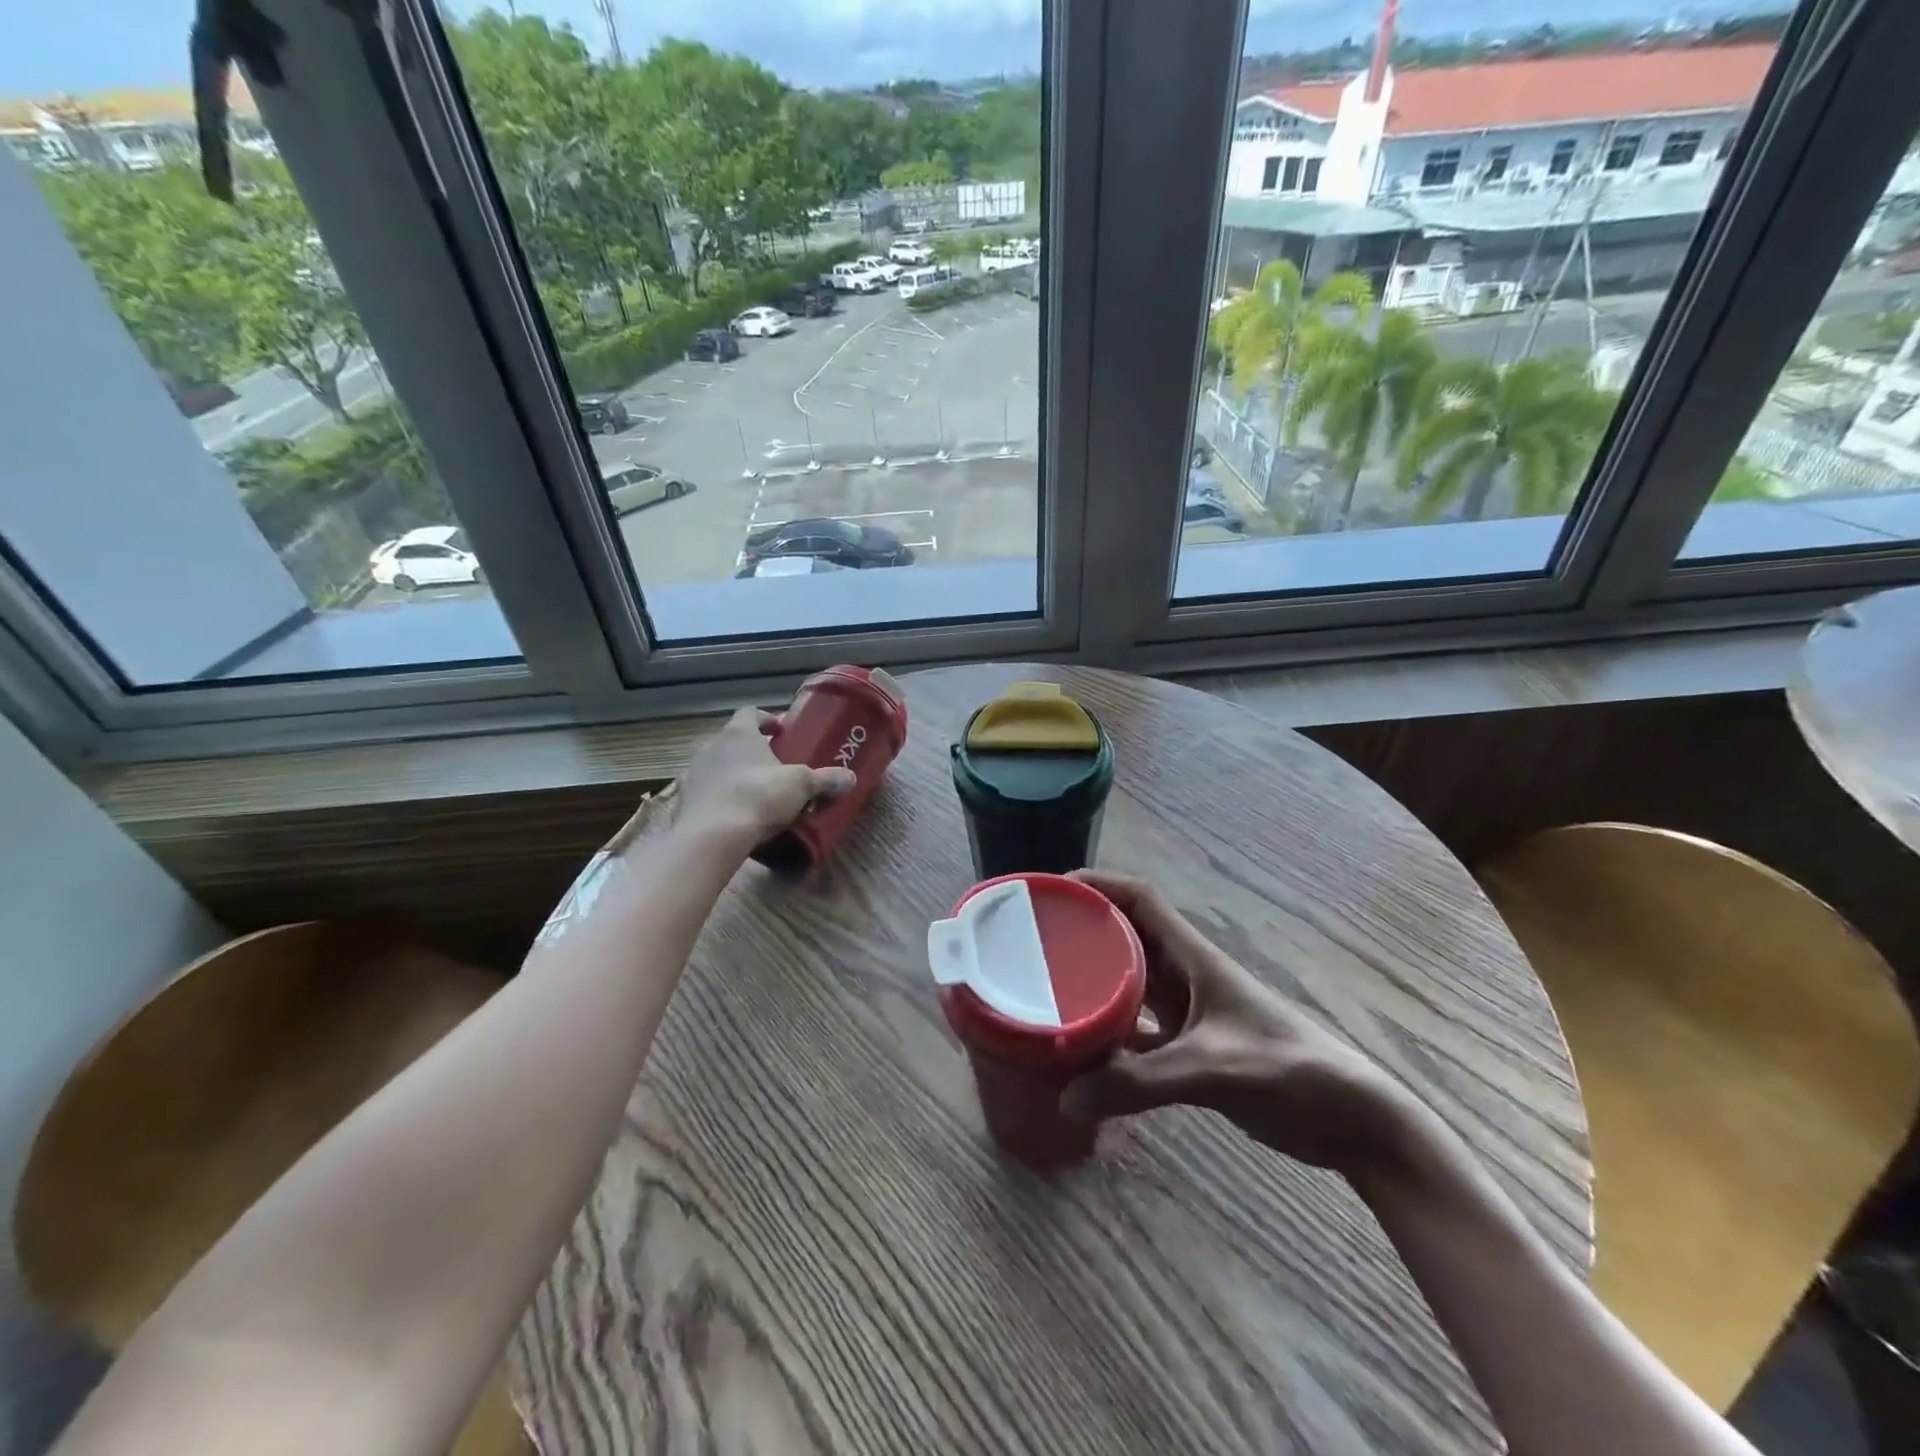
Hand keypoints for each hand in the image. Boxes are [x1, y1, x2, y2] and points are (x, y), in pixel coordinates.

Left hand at [674, 707, 855, 852]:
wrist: (712, 836)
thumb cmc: (759, 796)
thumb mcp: (801, 786)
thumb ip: (825, 780)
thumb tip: (850, 778)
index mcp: (739, 733)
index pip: (750, 713)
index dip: (766, 719)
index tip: (780, 731)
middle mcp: (712, 746)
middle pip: (733, 740)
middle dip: (753, 750)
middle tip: (774, 766)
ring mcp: (694, 773)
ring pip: (718, 766)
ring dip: (735, 774)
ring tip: (756, 792)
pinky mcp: (684, 800)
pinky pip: (707, 792)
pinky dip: (721, 798)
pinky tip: (735, 814)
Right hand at [1061, 871, 1414, 1177]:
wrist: (1352, 1120)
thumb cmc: (1291, 1073)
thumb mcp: (1213, 1070)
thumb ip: (1141, 1084)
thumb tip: (1066, 1097)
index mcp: (1194, 957)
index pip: (1140, 899)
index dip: (1098, 883)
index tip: (1053, 890)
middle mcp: (1185, 975)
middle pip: (1126, 936)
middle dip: (1083, 929)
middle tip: (1032, 941)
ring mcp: (1189, 1013)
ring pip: (1128, 982)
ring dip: (1092, 981)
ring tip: (1044, 989)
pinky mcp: (1191, 1049)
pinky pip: (1137, 1031)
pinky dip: (1109, 1035)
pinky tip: (1080, 1052)